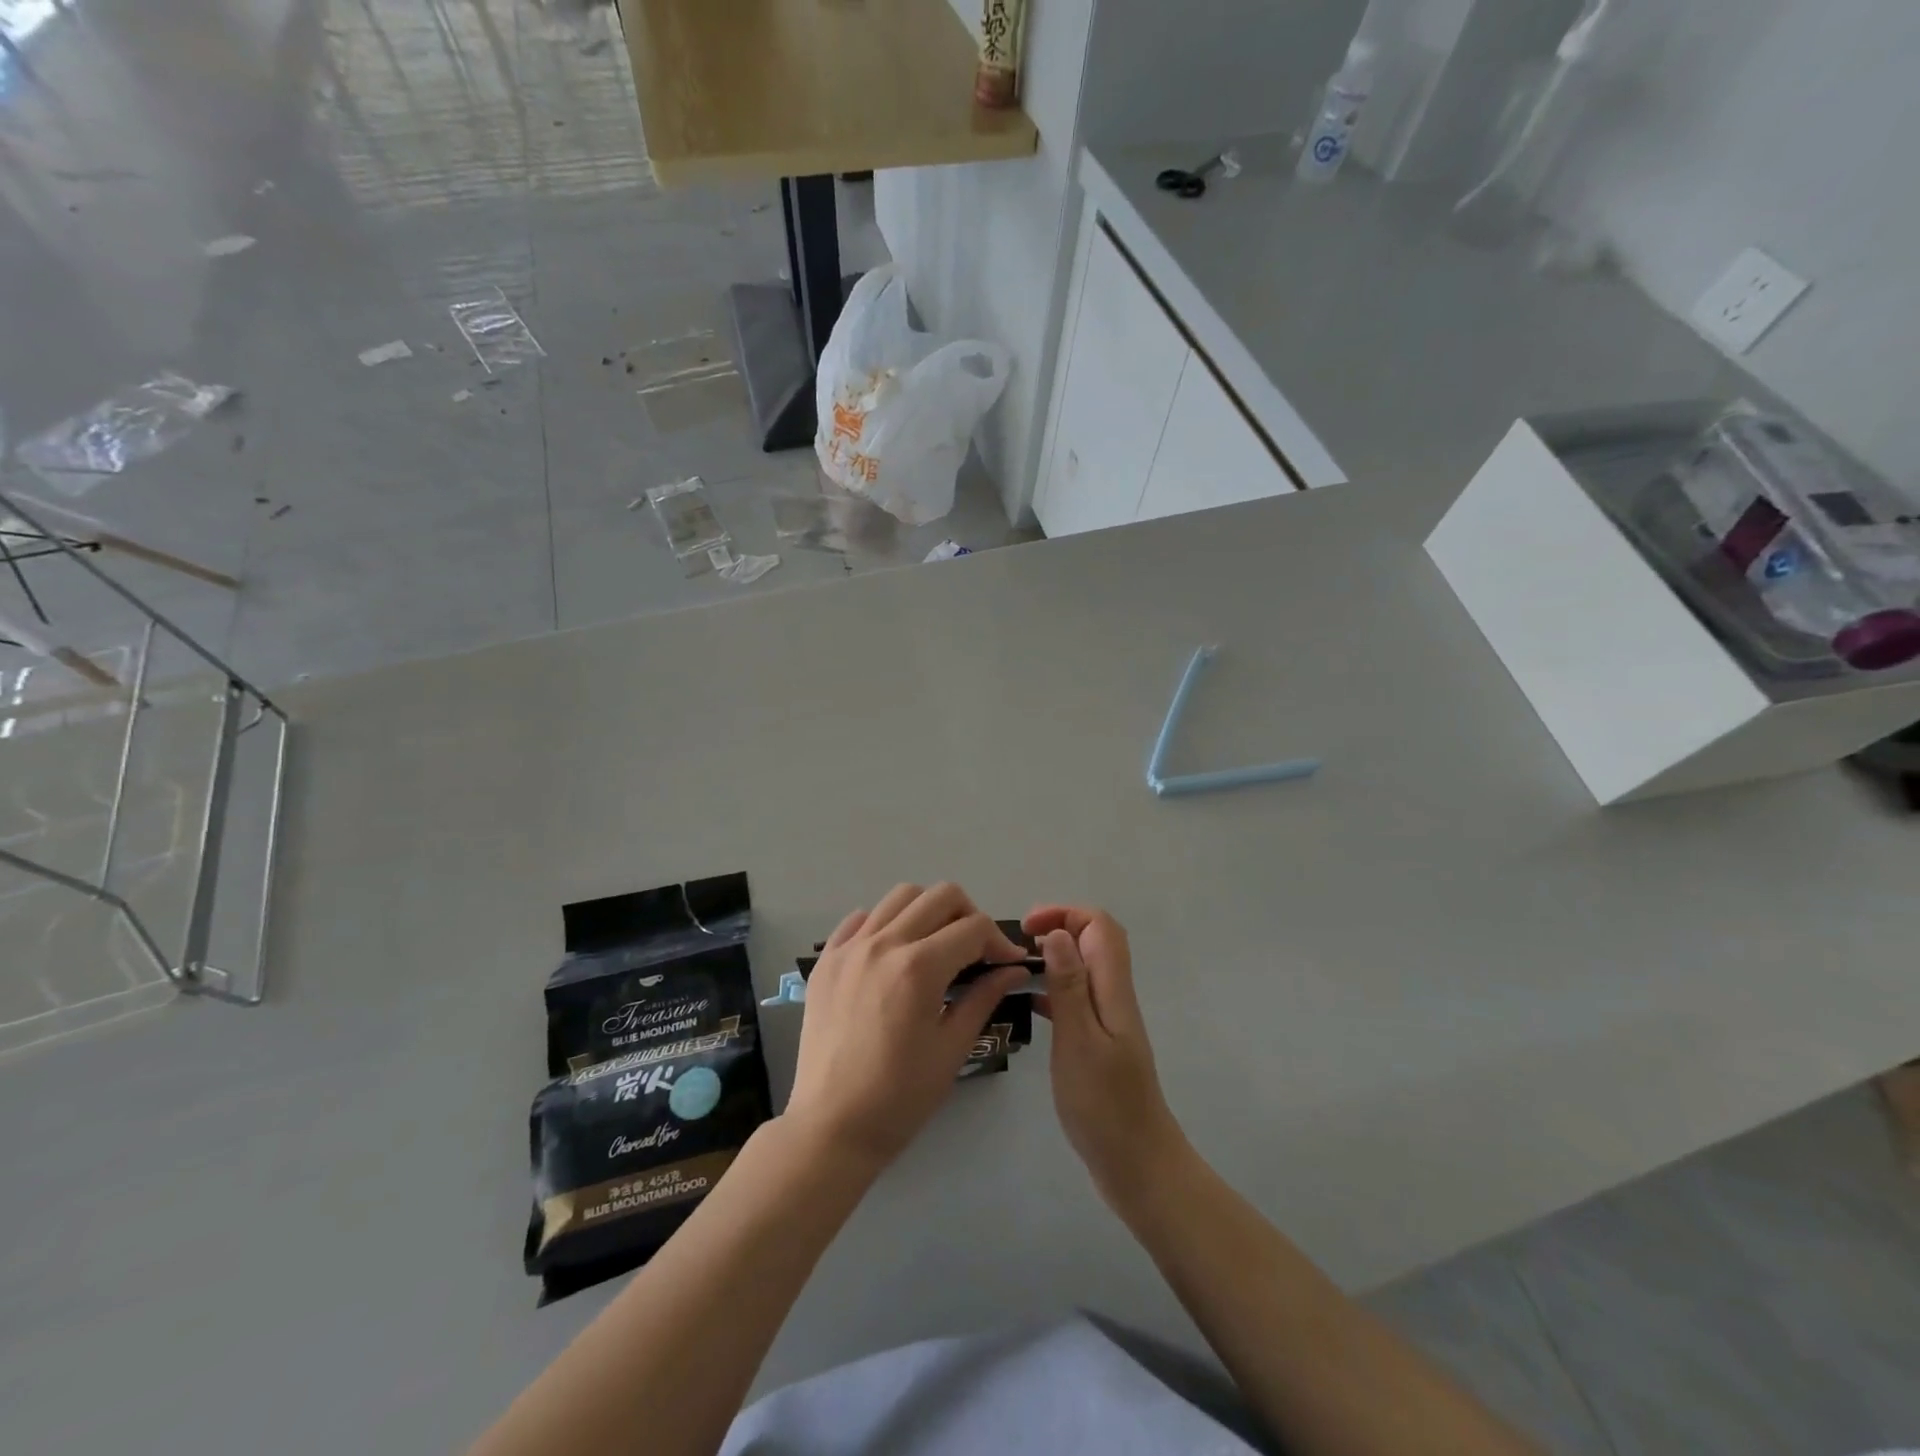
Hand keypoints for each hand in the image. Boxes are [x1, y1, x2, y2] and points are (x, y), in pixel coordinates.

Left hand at [786, 884, 1028, 1170]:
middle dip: (969, 915)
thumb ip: (984, 997)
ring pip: (900, 896)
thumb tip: (1014, 969)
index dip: (1000, 941)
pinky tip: (893, 954)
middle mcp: (883, 943)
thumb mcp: (952, 1048)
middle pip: (940, 895)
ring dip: (928, 911)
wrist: (831, 1127)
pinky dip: (884, 923)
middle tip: (975, 950)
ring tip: (935, 945)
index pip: (974, 928)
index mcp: (919, 967)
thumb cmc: (900, 1097)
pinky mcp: (826, 959)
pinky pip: (860, 918)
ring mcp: (849, 947)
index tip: (1008, 964)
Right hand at [1025, 905, 1185, 1208]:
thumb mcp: (1079, 1041)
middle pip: (1095, 941)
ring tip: (1015, 968)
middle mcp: (1114, 997)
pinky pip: (1076, 998)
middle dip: (1059, 928)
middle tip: (1019, 944)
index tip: (1026, 929)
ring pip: (1084, 968)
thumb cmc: (1105, 1106)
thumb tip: (1056, 932)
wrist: (1137, 1166)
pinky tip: (1027, 1003)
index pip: (1099, 926)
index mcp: (1113, 990)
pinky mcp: (1099, 1043)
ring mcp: (1108, 1021)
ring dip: (1054, 957)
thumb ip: (1068, 985)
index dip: (1064, 914)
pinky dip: (1053, 989)